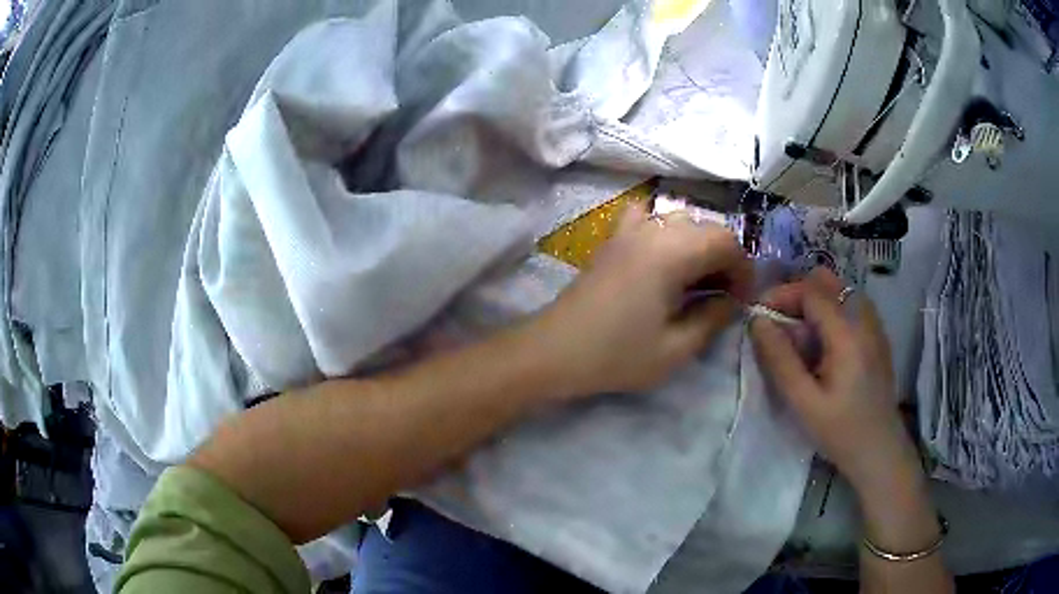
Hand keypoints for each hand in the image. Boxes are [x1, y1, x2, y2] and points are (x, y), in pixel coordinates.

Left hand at [533, 203, 751, 397]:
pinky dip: (666, 231)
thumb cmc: (616, 355)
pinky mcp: (613, 239)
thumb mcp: (676, 349)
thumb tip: (731, 300)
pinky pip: (648, 218)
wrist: (554, 351)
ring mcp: (628, 230)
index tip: (743, 300)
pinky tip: (665, 258)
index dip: (743, 269)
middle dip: (725, 259)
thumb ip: (713, 318)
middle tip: (725, 296)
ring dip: (699, 246)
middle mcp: (653, 230)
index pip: (726, 241)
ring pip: (681, 221)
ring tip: (699, 282)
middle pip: (706, 227)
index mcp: (672, 252)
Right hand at [750, 268, 920, 493]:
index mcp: (847, 334)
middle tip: (777, 324)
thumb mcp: (803, 402)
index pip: (810, 291)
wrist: (879, 450)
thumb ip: (779, 359)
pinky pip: (850, 305)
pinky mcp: (877, 335)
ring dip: (813, 303)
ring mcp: (874, 325)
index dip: (781, 295)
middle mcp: (864, 319)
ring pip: (839, 291)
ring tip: (797, 336)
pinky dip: (830, 312)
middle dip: (796, 295)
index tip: (759, 316)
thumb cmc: (840, 432)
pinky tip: (821, 344)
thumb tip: (757, 321)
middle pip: (826, 282)